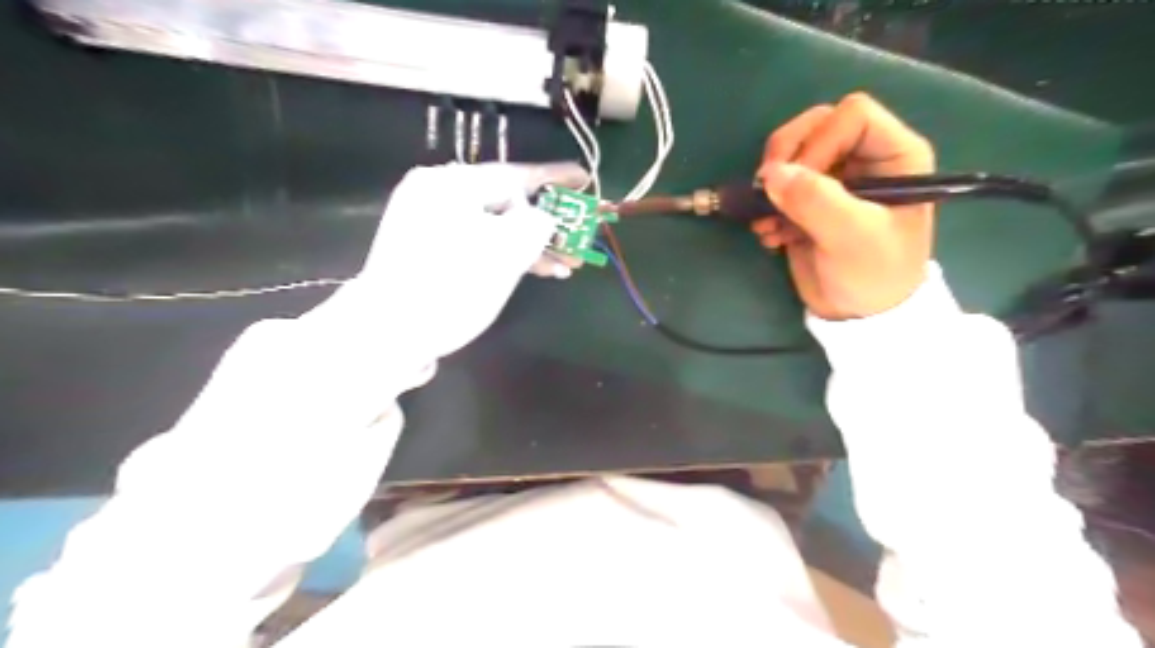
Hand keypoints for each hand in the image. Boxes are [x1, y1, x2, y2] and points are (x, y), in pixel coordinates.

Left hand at [314, 162, 587, 361]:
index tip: (585, 178)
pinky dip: (504, 253)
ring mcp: (428, 221)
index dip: (555, 178)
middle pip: (505, 201)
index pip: (515, 174)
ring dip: (530, 244)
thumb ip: (536, 224)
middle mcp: (437, 194)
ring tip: (564, 264)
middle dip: (546, 223)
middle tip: (578, 237)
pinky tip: (534, 269)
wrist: (387, 334)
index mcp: (451, 184)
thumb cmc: (451, 288)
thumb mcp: (506, 253)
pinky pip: (477, 241)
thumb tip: (544, 218)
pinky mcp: (427, 248)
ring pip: (494, 225)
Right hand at [754, 91, 932, 318]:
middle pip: (815, 125)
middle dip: (786, 156)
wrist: (857, 315)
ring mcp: (834, 179)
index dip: (820, 142)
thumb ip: (815, 201)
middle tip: (768, 190)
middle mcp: (864, 159)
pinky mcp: (809, 202)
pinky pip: (779, 185)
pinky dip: (767, 207)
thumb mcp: (851, 237)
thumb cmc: (873, 274)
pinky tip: (769, 235)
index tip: (802, 181)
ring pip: (792, 153)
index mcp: (894, 155)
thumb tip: (770, 174)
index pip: (851, 115)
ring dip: (771, 185)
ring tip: (766, 222)